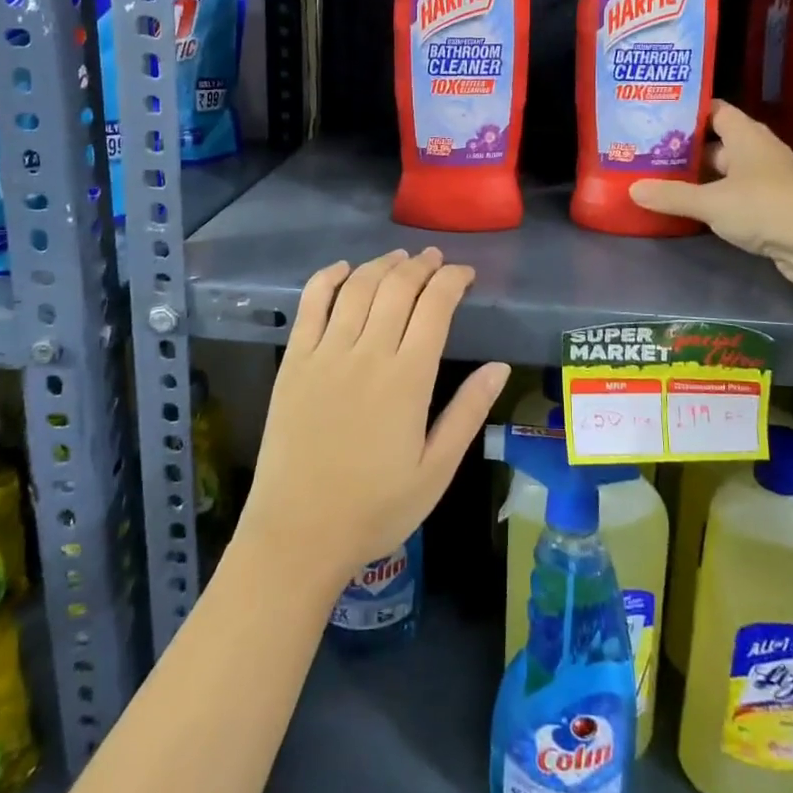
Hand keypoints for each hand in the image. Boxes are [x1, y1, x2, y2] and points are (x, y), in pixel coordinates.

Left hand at [237, 248, 509, 587]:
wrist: (298, 534)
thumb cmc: (375, 508)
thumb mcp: (436, 470)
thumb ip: (468, 413)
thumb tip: (499, 367)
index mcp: (408, 378)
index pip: (435, 306)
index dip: (452, 280)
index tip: (465, 274)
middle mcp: (367, 353)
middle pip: (397, 287)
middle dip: (421, 266)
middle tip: (435, 260)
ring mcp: (326, 353)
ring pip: (358, 288)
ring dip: (382, 265)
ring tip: (400, 258)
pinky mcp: (294, 361)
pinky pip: (311, 305)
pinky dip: (327, 278)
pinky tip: (343, 269)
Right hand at [629, 100, 792, 284]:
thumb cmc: (764, 207)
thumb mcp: (711, 202)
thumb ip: (672, 196)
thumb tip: (633, 189)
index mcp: (746, 135)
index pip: (714, 110)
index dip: (688, 111)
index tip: (657, 118)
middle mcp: (758, 151)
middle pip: (717, 142)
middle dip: (686, 149)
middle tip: (649, 153)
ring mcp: (768, 179)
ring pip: (726, 172)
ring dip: (700, 177)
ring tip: (661, 180)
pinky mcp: (773, 206)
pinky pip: (736, 195)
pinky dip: (715, 200)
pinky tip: (691, 209)